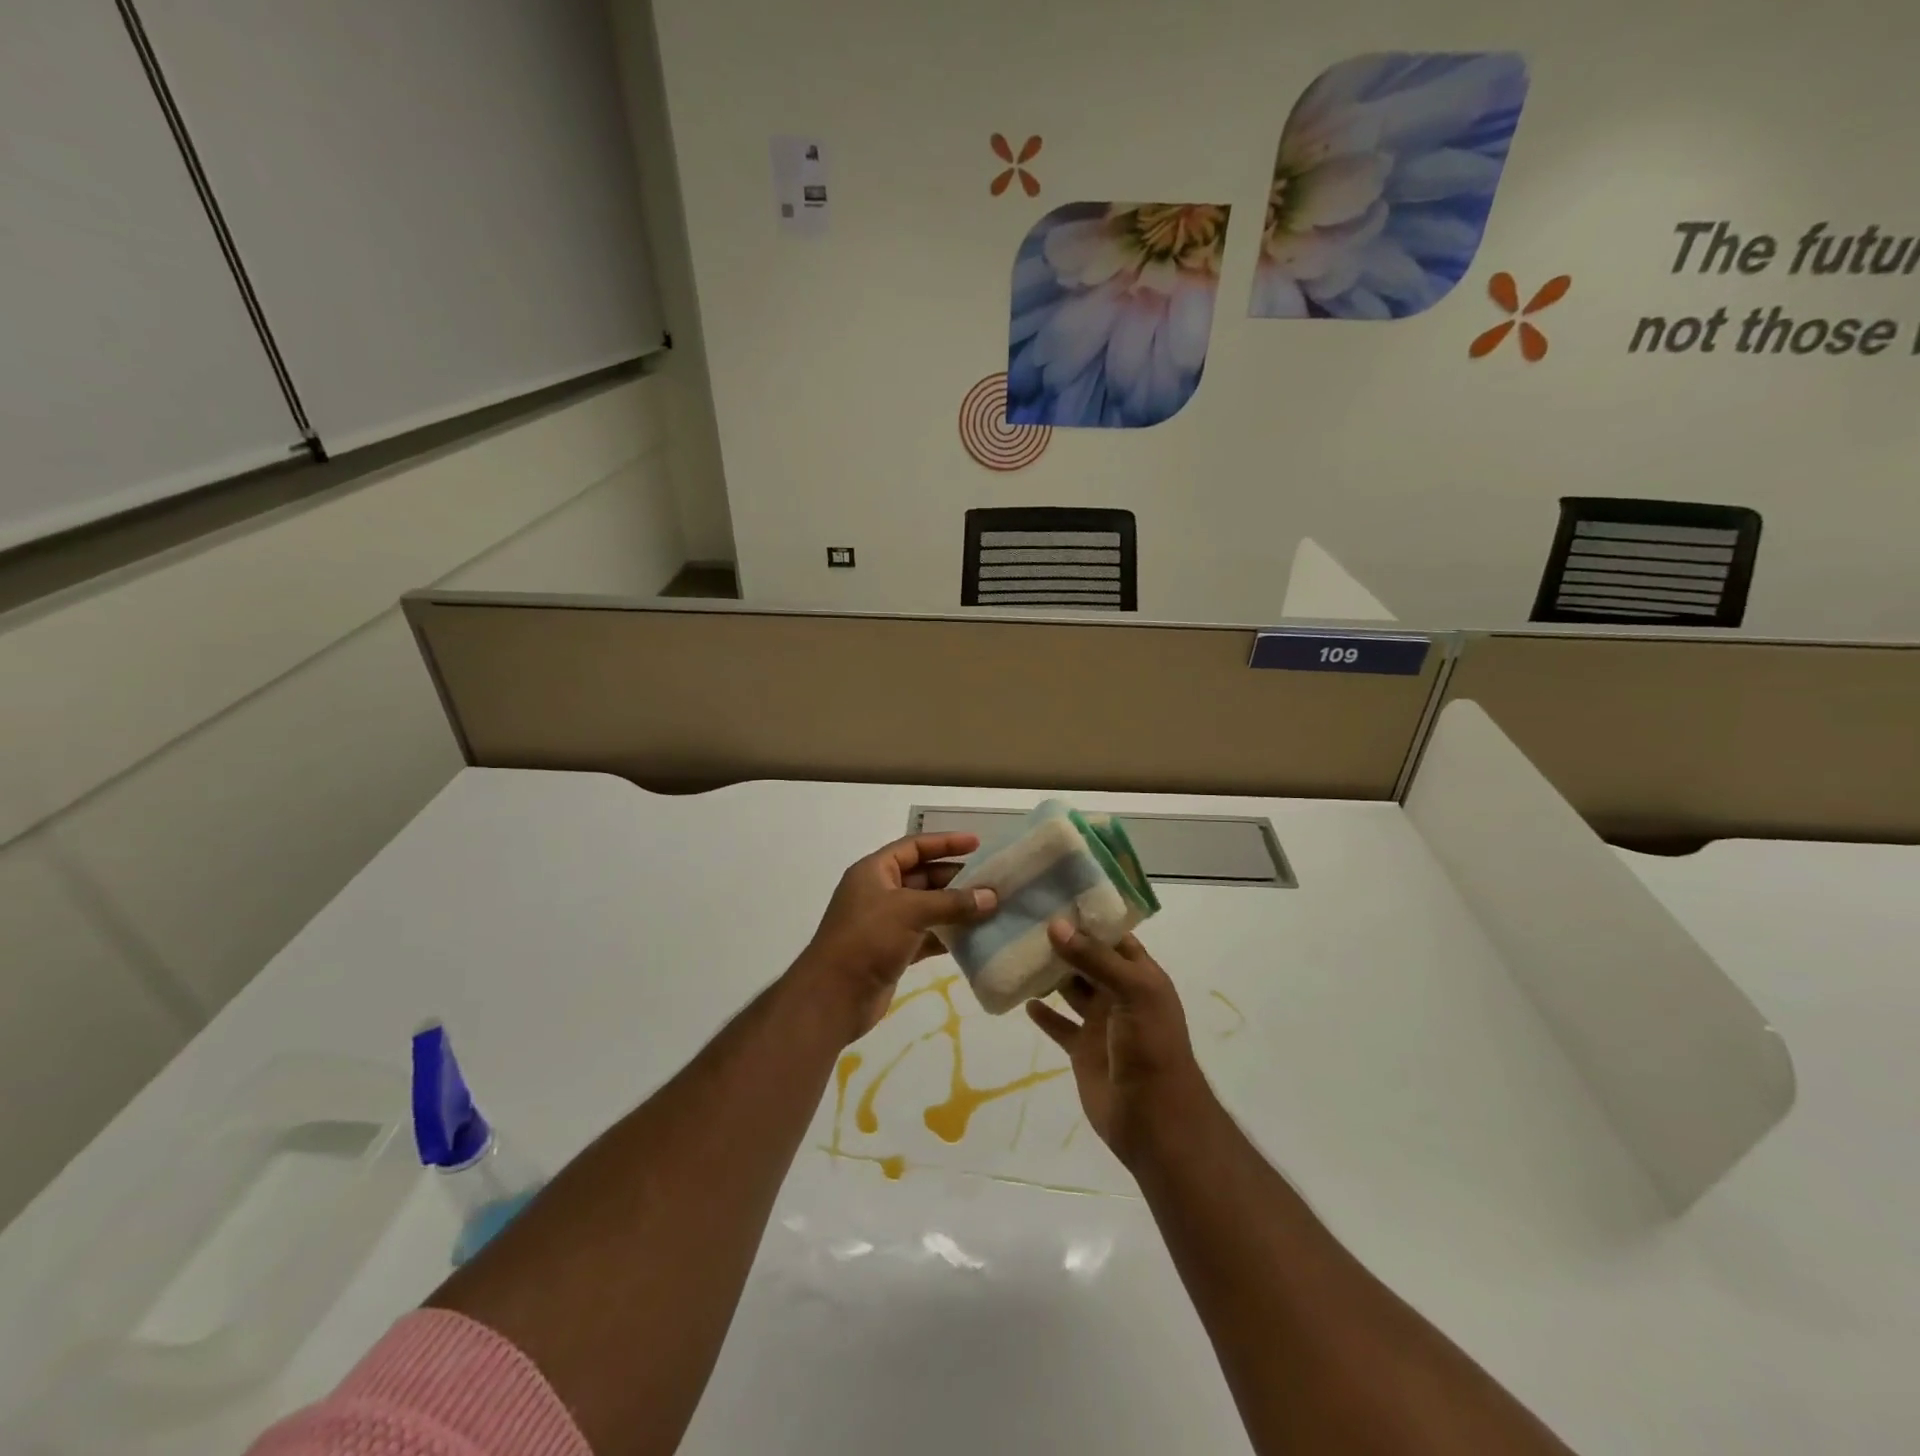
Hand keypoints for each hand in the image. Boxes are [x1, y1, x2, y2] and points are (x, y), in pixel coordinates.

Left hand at [788, 833, 997, 1042]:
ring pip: (927, 907)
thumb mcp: (910, 911)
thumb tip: (991, 897)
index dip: (945, 842)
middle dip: (955, 878)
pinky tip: (974, 937)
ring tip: (990, 907)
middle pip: (923, 876)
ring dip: (955, 908)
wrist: (834, 996)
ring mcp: (886, 923)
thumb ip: (952, 902)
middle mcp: (879, 892)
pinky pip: (927, 934)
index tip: (977, 843)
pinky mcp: (893, 951)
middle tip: (991, 880)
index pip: (914, 846)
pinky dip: (947, 935)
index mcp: (875, 871)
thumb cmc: (867, 939)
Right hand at [1027, 922, 1210, 1166]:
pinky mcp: (1082, 1050)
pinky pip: (1059, 1025)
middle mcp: (1120, 993)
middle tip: (1026, 918)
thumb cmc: (1151, 1046)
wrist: (1154, 1119)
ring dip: (1050, 974)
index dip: (1089, 917)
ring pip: (1071, 989)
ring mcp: (1100, 1022)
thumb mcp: (1133, 992)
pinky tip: (1023, 998)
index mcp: (1140, 975)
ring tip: (1019, 949)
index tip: (1056, 894)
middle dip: (1064, 941)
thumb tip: (1055, 925)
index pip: (1114, 937)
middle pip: (1088, 959)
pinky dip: (1043, 1014)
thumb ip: (1094, 959)